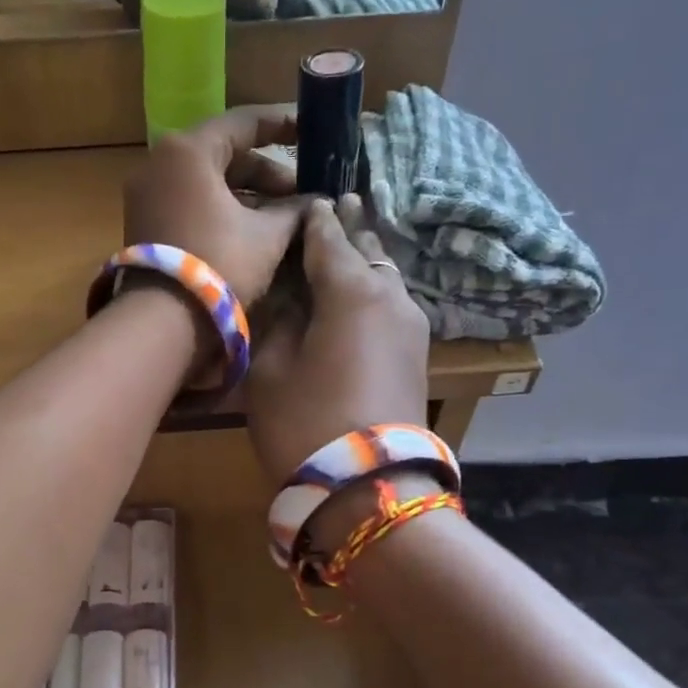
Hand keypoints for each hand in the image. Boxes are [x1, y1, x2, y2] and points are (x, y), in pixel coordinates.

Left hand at [122, 106, 306, 306]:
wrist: (163, 322)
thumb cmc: (220, 265)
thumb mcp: (267, 236)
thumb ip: (295, 210)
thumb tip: (318, 202)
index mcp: (188, 151)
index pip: (244, 122)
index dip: (284, 125)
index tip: (314, 132)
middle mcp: (160, 163)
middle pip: (224, 154)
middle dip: (267, 172)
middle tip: (303, 191)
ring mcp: (147, 194)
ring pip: (207, 182)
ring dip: (247, 195)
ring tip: (285, 215)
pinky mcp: (145, 223)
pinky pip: (190, 202)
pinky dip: (221, 209)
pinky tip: (253, 230)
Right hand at [245, 195, 430, 486]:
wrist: (370, 487)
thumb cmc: (306, 423)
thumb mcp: (270, 369)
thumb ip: (278, 320)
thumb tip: (289, 296)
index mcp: (351, 289)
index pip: (328, 237)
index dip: (313, 219)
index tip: (305, 200)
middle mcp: (391, 295)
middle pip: (366, 250)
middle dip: (348, 230)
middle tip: (336, 207)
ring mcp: (412, 325)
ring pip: (384, 277)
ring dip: (364, 262)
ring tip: (347, 249)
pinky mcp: (418, 354)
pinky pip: (391, 305)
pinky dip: (373, 293)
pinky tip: (358, 297)